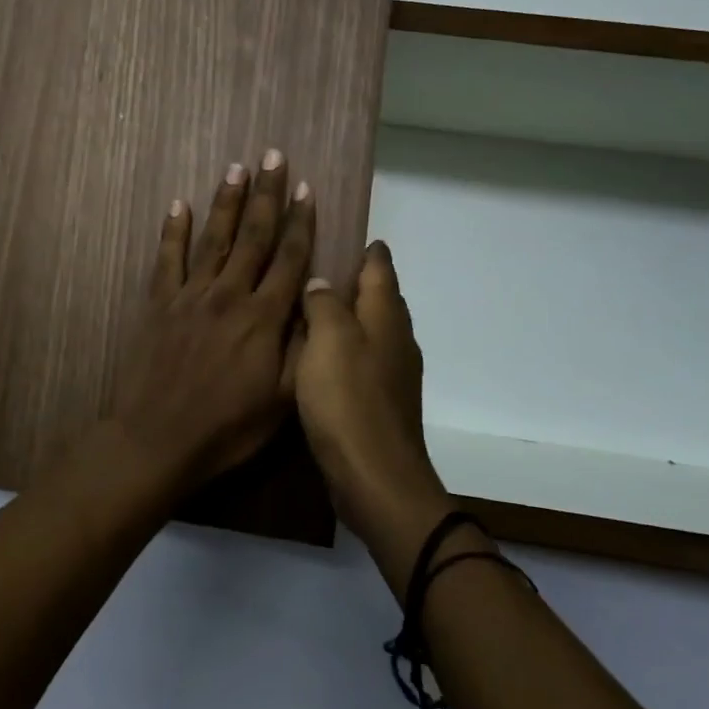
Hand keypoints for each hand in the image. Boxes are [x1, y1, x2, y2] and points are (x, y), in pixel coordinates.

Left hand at [112, 150, 313, 494]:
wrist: (158, 439)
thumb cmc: (227, 428)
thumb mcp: (282, 400)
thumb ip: (302, 347)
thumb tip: (316, 302)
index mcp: (263, 317)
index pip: (289, 258)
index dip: (300, 221)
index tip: (305, 187)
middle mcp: (229, 294)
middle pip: (252, 235)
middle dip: (266, 194)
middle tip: (272, 155)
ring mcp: (190, 296)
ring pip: (213, 238)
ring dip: (225, 201)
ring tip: (235, 168)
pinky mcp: (159, 304)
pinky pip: (167, 259)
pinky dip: (173, 231)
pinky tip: (178, 204)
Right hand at [296, 242, 451, 577]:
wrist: (374, 476)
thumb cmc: (348, 400)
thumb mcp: (328, 340)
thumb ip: (323, 304)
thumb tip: (321, 282)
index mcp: (386, 316)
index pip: (379, 267)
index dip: (367, 249)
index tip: (347, 231)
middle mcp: (396, 338)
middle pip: (380, 297)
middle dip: (357, 278)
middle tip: (319, 263)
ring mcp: (392, 372)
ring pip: (371, 328)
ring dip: (349, 313)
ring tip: (312, 304)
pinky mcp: (380, 400)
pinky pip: (362, 358)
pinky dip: (344, 345)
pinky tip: (319, 353)